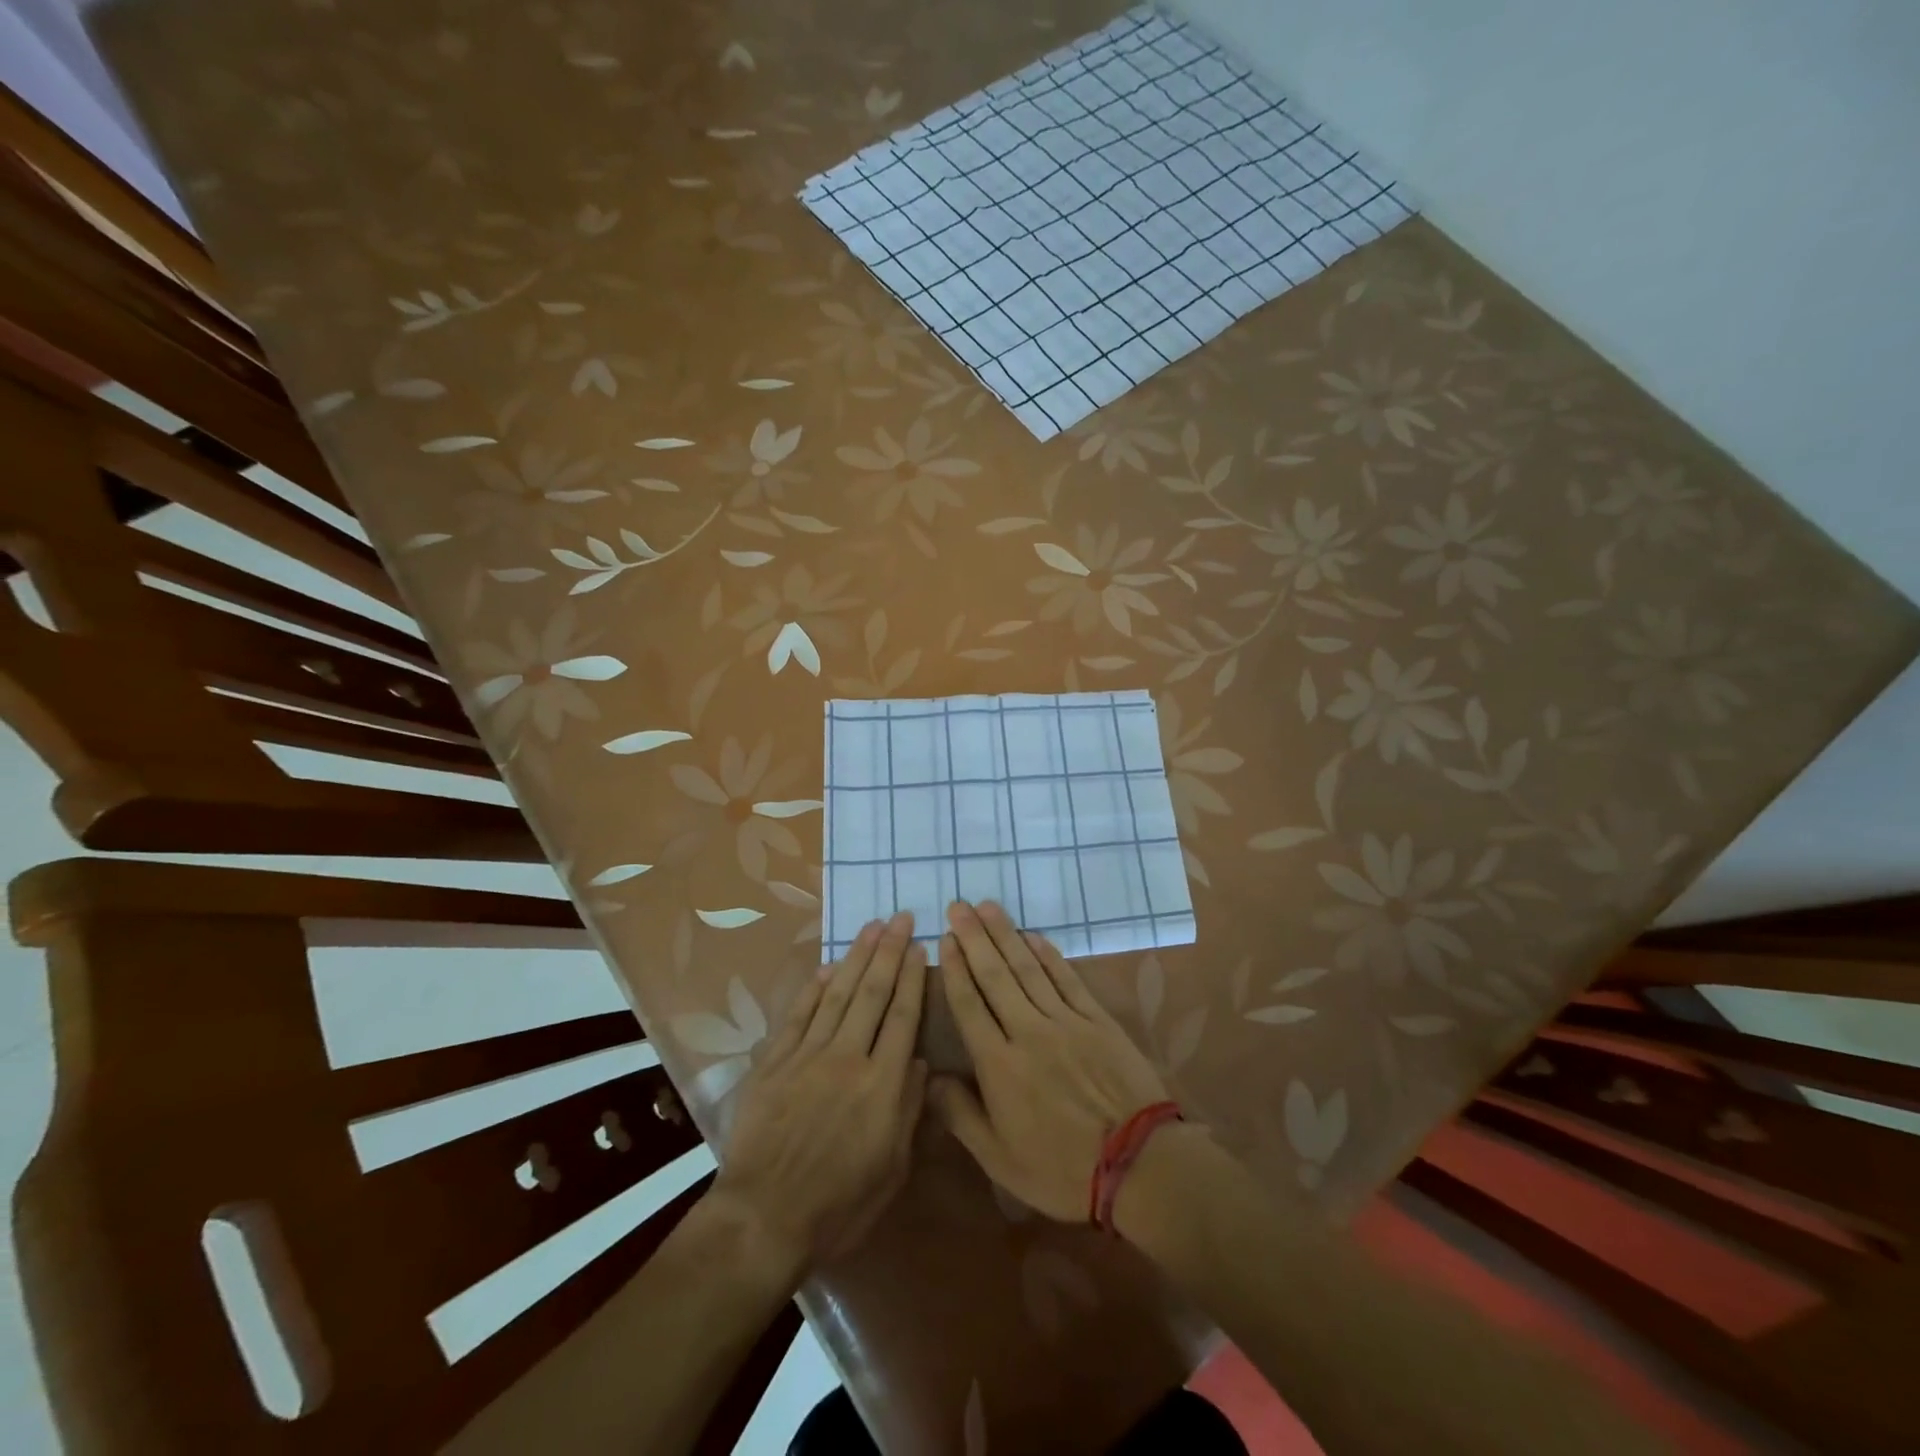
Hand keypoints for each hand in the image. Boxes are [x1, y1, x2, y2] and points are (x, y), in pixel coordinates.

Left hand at [710, 911, 927, 1276]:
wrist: (764, 1218)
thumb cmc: (839, 1205)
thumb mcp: (891, 1168)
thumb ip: (907, 1110)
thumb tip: (919, 1062)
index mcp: (882, 1085)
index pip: (903, 1017)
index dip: (913, 978)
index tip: (920, 946)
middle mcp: (848, 1058)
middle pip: (872, 993)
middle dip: (889, 952)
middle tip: (900, 917)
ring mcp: (808, 1056)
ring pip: (837, 994)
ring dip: (856, 957)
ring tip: (871, 927)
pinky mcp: (776, 1062)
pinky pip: (799, 1014)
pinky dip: (814, 987)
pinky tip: (828, 966)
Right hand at [928, 900, 1171, 1221]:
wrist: (1139, 1164)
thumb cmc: (1062, 1169)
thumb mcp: (1000, 1160)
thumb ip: (961, 1115)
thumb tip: (928, 1077)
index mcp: (999, 1066)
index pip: (969, 1005)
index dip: (955, 969)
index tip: (944, 939)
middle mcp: (1028, 1032)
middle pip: (995, 976)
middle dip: (974, 939)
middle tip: (958, 906)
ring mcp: (1065, 1021)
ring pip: (1028, 969)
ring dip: (1006, 935)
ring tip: (988, 908)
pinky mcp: (1097, 1019)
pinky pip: (1067, 978)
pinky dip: (1048, 955)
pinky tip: (1033, 936)